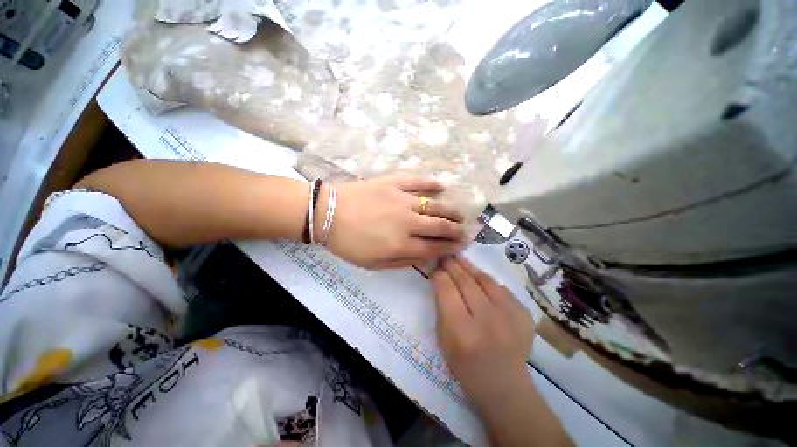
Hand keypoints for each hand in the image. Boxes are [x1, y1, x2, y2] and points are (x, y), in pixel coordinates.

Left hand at [324, 177, 466, 268]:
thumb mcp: (373, 263)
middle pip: (439, 226)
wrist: (327, 213)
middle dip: (456, 230)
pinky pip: (417, 182)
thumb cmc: (348, 243)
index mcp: (401, 244)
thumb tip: (425, 257)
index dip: (450, 247)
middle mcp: (407, 221)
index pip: (434, 247)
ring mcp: (402, 199)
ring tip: (461, 214)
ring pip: (434, 205)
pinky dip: (432, 183)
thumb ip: (401, 261)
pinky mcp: (393, 183)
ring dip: (451, 210)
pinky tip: (443, 185)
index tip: (460, 246)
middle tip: (466, 231)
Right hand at [432, 256, 533, 405]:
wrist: (503, 384)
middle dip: (453, 266)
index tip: (436, 266)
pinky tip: (477, 275)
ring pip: (485, 280)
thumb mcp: (444, 339)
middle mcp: (487, 320)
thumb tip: (440, 278)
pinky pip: (500, 288)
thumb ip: (441, 307)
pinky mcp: (524, 313)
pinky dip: (486, 280)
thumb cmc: (465, 365)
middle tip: (446, 255)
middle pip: (466, 282)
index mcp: (462, 332)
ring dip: (469, 267)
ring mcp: (510, 316)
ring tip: (459, 258)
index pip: (447, 291)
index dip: (440, 275)